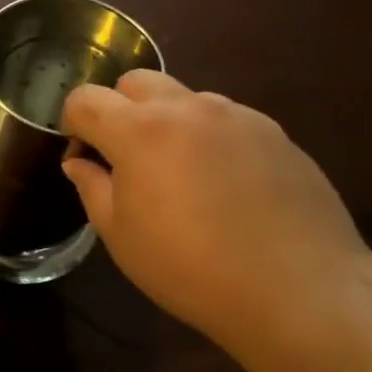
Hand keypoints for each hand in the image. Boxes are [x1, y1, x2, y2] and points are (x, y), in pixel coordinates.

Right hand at [61, 71, 369, 341]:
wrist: (299, 290)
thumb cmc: (190, 268)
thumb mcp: (121, 235)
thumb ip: (92, 187)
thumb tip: (80, 163)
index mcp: (140, 130)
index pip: (85, 99)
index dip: (72, 123)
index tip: (82, 156)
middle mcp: (187, 108)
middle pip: (135, 82)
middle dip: (119, 109)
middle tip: (126, 158)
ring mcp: (237, 116)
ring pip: (184, 98)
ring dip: (167, 121)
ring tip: (180, 173)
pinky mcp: (274, 133)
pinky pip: (225, 120)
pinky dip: (208, 138)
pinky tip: (224, 185)